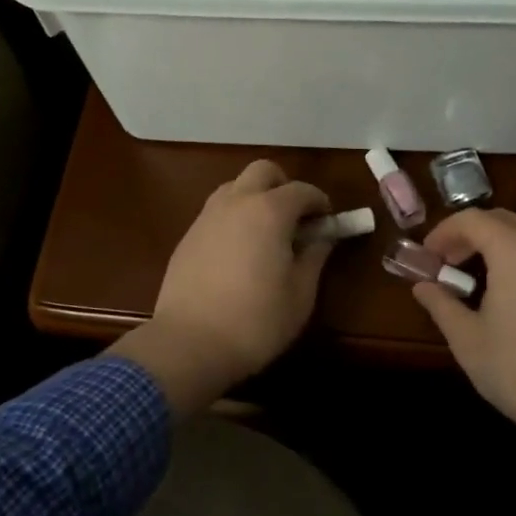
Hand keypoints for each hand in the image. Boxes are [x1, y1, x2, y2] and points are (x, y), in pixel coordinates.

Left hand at [110, 160, 330, 415]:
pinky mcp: (187, 237)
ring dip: (255, 198)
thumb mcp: (300, 294)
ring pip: (235, 187)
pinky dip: (234, 218)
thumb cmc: (256, 321)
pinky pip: (216, 212)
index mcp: (269, 211)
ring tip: (266, 234)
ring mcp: (207, 217)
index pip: (302, 190)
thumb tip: (323, 237)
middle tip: (296, 218)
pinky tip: (238, 252)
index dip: (320, 202)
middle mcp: (236, 202)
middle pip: (263, 171)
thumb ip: (314, 257)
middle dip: (284, 186)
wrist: (189, 344)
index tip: (327, 223)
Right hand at [413, 209, 515, 486]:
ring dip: (504, 246)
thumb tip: (423, 286)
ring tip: (487, 278)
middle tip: (451, 263)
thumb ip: (441, 304)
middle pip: (504, 220)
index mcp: (515, 250)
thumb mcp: (468, 341)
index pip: (471, 220)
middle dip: (472, 235)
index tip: (428, 256)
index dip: (444, 232)